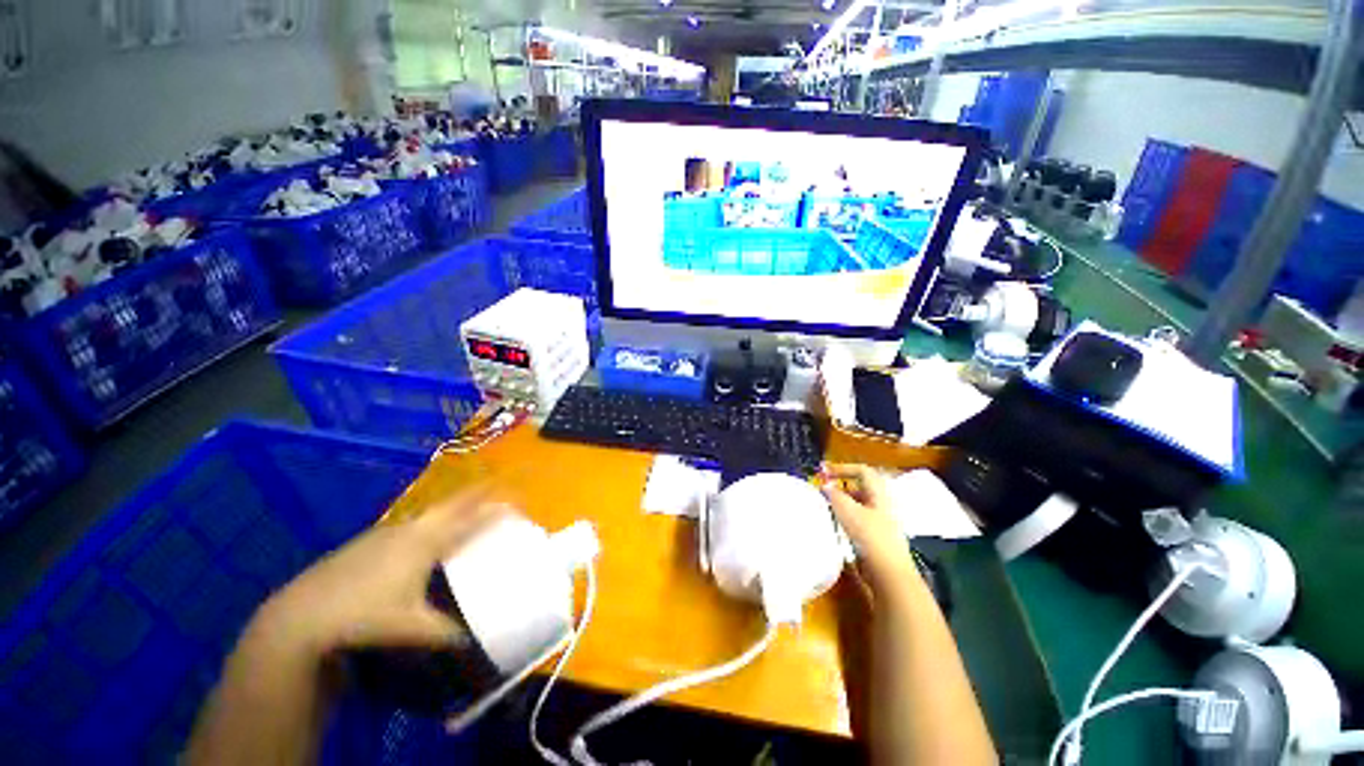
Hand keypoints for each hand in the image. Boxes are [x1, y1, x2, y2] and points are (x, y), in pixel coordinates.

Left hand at [247, 486, 505, 661]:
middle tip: (499, 493)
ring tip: (468, 516)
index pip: (471, 515)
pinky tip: (424, 541)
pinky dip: (431, 522)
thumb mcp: (411, 628)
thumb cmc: (364, 615)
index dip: (496, 505)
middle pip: (453, 502)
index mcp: (427, 541)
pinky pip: (412, 523)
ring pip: (431, 512)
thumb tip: (471, 640)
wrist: (301, 616)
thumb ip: (446, 632)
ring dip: (454, 509)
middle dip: (479, 494)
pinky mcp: (369, 540)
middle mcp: (410, 528)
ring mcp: (386, 532)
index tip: (518, 501)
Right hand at [821, 463, 915, 590]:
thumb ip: (834, 495)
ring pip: (858, 505)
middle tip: (822, 490)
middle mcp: (882, 505)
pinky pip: (858, 520)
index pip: (862, 471)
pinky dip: (845, 518)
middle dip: (840, 486)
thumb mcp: (847, 511)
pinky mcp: (877, 538)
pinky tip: (835, 527)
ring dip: (841, 502)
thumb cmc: (870, 537)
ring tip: (825, 508)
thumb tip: (825, 485)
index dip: (842, 468)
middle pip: (860, 488)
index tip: (823, 472)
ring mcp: (881, 522)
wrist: (889, 575)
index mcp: (879, 494)